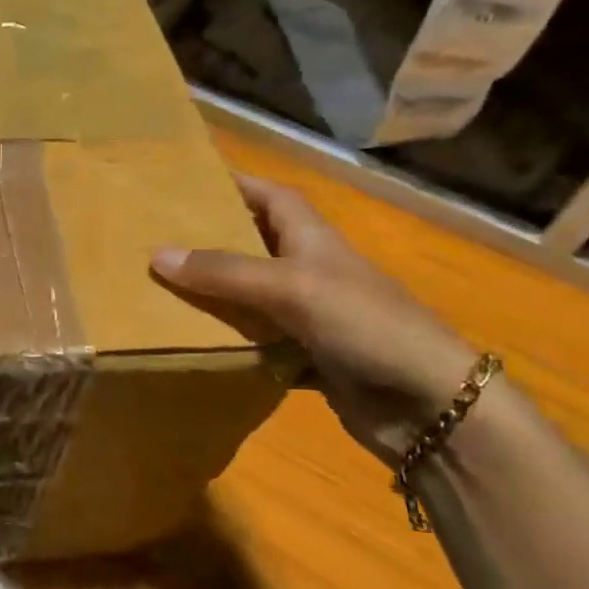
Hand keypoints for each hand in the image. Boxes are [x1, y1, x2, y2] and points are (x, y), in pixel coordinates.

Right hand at [151, 175, 476, 465]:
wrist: (431, 405)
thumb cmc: (366, 325)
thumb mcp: (290, 287)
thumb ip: (224, 272)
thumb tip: (156, 255)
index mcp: (313, 240)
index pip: (271, 196)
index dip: (235, 184)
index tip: (186, 183)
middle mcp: (311, 272)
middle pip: (255, 246)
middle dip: (212, 242)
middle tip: (158, 242)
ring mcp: (313, 318)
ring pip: (253, 299)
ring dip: (216, 298)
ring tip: (161, 293)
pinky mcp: (312, 359)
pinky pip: (261, 345)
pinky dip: (234, 345)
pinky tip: (197, 348)